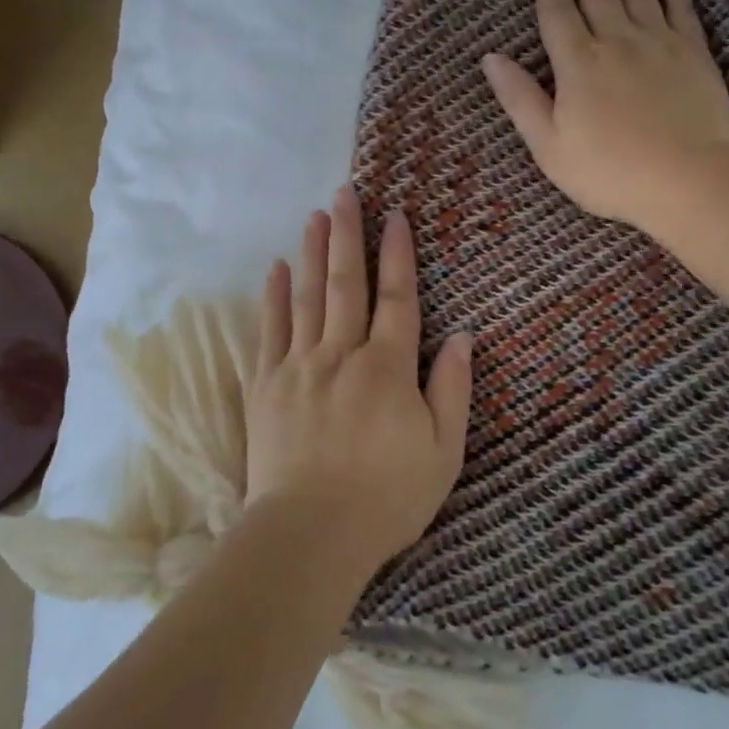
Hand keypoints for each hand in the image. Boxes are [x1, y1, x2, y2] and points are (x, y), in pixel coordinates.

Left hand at [245, 186, 473, 571]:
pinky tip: (277, 267)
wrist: (309, 536)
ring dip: (314, 252)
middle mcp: (341, 354)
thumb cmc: (386, 498)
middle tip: (345, 193)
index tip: (396, 216)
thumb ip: (452, 389)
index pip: (396, 298)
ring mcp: (298, 366)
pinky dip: (274, 296)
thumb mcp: (443, 452)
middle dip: (349, 235)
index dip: (398, 255)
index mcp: (387, 368)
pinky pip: (269, 330)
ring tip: (316, 215)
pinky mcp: (266, 385)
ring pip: (308, 297)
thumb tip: (462, 336)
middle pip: (346, 284)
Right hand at [481, 0, 728, 231]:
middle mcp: (615, 41)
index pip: (557, 9)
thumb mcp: (549, 146)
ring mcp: (658, 43)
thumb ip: (521, 100)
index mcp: (577, 65)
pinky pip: (679, 5)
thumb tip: (491, 58)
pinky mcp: (693, 52)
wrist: (689, 181)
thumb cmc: (609, 172)